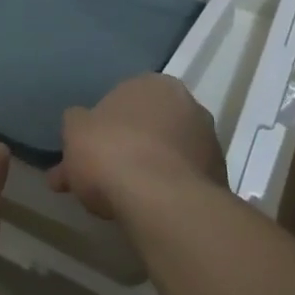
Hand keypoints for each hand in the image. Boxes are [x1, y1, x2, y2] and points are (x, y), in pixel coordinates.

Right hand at [47, 73, 225, 220]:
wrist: (162, 201)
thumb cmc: (112, 153)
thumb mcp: (75, 131)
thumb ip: (76, 123)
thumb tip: (79, 125)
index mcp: (152, 83)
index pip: (123, 100)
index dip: (102, 128)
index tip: (88, 153)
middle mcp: (187, 104)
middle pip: (146, 127)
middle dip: (124, 149)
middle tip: (99, 180)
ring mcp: (208, 141)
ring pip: (165, 155)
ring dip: (146, 171)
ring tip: (120, 203)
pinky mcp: (218, 177)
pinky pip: (181, 181)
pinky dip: (165, 191)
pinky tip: (146, 211)